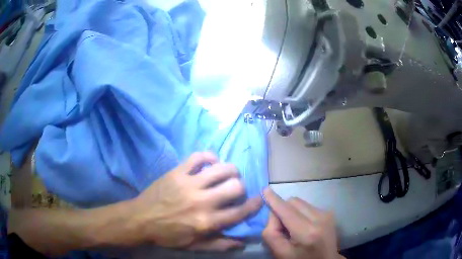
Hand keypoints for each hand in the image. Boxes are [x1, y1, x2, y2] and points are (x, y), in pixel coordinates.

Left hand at [129, 152, 262, 250]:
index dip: (253, 205)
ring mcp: (189, 184)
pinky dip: (209, 157)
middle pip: (235, 186)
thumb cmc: (167, 235)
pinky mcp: (177, 172)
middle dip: (241, 187)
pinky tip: (211, 162)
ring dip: (230, 170)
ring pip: (221, 169)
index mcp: (206, 222)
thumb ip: (218, 245)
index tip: (258, 199)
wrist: (140, 219)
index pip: (239, 212)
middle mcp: (202, 202)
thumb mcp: (193, 245)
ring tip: (227, 174)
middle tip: (235, 189)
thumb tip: (241, 241)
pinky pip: (198, 157)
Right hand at [262, 188, 341, 258]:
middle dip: (283, 209)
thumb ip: (271, 232)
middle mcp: (320, 218)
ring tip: (294, 227)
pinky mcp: (329, 212)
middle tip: (281, 226)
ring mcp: (327, 214)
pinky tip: (303, 226)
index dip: (274, 200)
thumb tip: (273, 213)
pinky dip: (301, 213)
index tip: (264, 189)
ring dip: (292, 211)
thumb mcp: (280, 253)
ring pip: (301, 202)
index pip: (286, 211)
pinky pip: (308, 206)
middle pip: (293, 202)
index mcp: (307, 232)